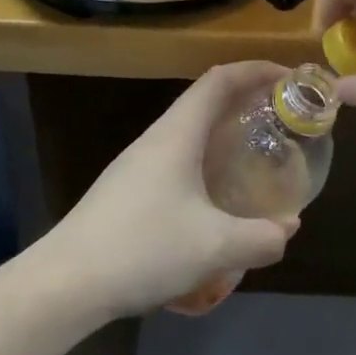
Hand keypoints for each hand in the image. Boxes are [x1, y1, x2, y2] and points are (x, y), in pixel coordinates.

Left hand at [43, 63, 299, 318]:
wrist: (64, 284)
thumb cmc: (143, 248)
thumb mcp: (214, 247)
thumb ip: (260, 238)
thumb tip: (288, 228)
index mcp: (177, 133)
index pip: (220, 79)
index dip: (257, 70)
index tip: (290, 79)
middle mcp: (157, 138)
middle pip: (205, 100)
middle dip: (245, 101)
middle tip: (281, 120)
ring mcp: (136, 163)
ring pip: (189, 132)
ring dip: (223, 133)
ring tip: (254, 156)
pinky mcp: (126, 189)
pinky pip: (176, 158)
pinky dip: (205, 161)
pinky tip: (214, 198)